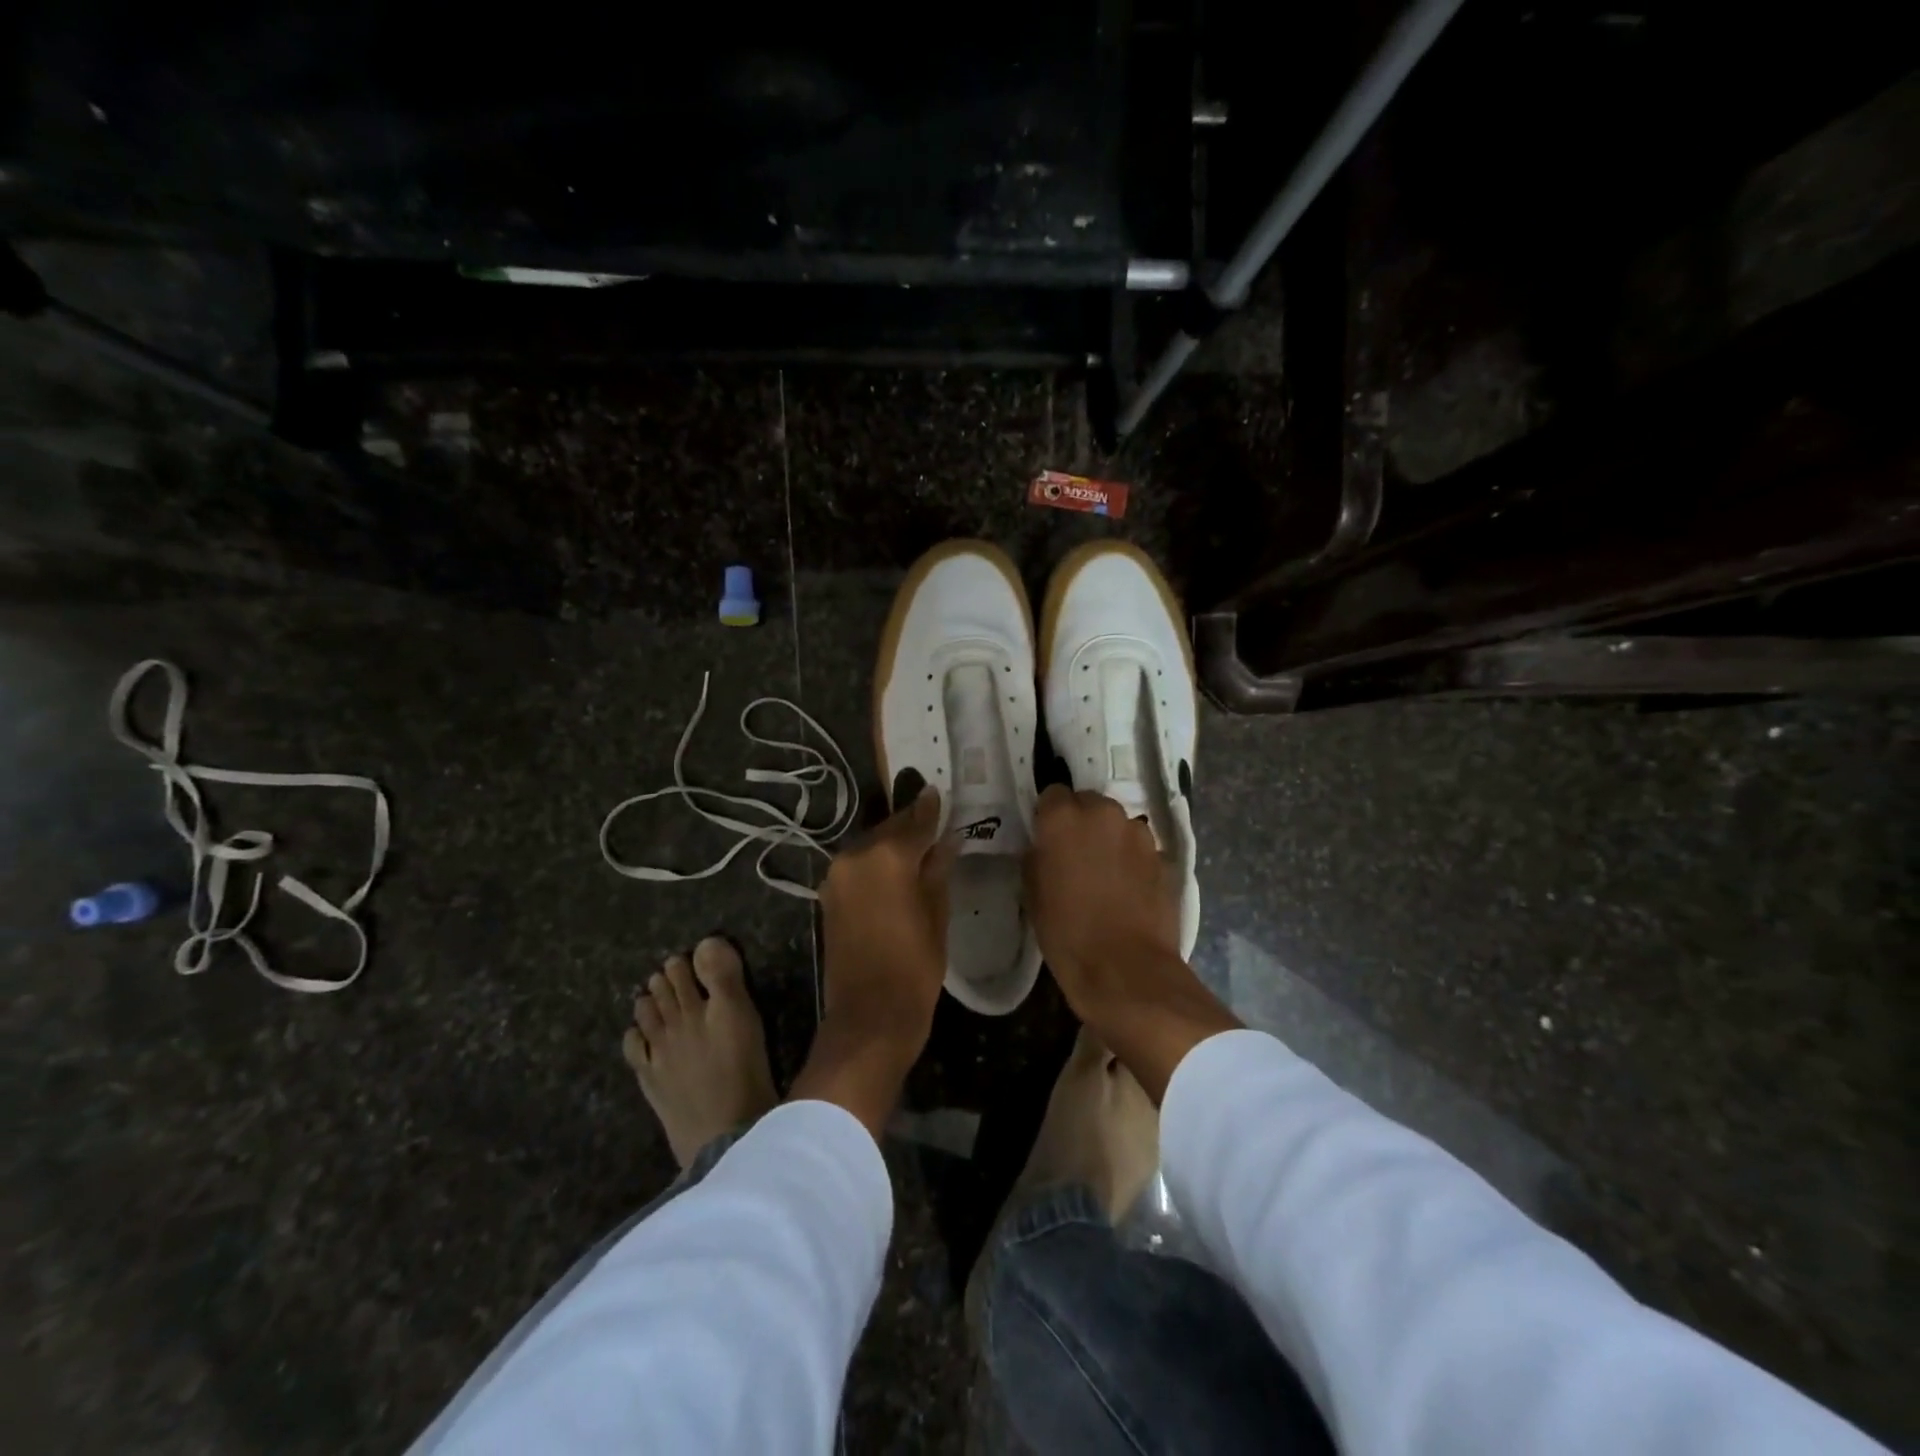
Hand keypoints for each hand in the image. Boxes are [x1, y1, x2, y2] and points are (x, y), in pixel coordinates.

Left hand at [791, 788, 954, 1134]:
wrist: (869, 1015)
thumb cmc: (915, 966)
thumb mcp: (937, 914)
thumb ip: (938, 869)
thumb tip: (945, 840)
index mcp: (887, 856)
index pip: (916, 820)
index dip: (931, 808)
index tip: (940, 793)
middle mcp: (856, 855)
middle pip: (889, 830)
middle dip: (911, 826)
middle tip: (934, 825)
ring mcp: (837, 875)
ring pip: (871, 846)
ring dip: (891, 845)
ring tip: (917, 851)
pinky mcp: (828, 895)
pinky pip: (857, 866)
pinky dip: (876, 865)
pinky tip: (894, 874)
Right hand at [1025, 785, 1238, 1102]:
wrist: (1126, 970)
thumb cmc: (1068, 934)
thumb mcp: (1034, 894)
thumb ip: (1037, 857)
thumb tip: (1044, 847)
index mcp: (1063, 818)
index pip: (1052, 793)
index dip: (1049, 816)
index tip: (1046, 838)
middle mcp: (1103, 813)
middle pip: (1088, 803)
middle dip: (1081, 822)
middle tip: (1074, 855)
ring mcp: (1138, 832)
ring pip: (1116, 823)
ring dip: (1108, 838)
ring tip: (1103, 873)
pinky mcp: (1162, 855)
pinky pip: (1138, 846)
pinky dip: (1131, 858)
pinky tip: (1126, 887)